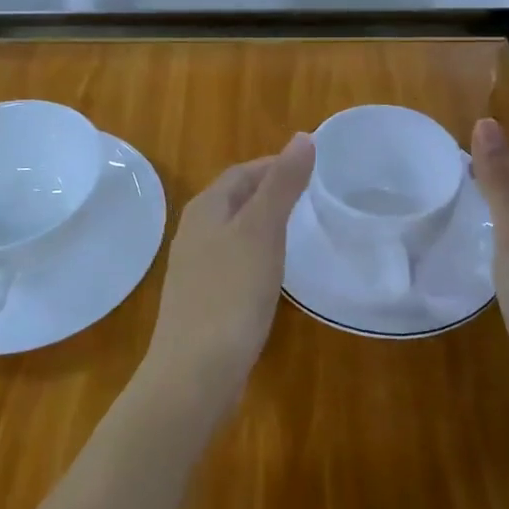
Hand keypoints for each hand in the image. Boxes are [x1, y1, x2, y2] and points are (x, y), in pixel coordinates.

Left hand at [142, 133, 315, 414]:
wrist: (195, 372)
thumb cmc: (231, 292)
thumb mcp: (262, 230)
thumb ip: (282, 184)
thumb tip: (303, 136)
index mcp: (206, 208)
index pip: (243, 172)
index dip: (276, 165)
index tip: (313, 169)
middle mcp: (195, 231)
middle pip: (237, 199)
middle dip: (271, 192)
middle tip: (313, 198)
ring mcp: (196, 267)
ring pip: (235, 231)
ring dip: (265, 224)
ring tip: (301, 230)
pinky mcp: (204, 299)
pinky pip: (234, 262)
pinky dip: (258, 255)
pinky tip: (275, 273)